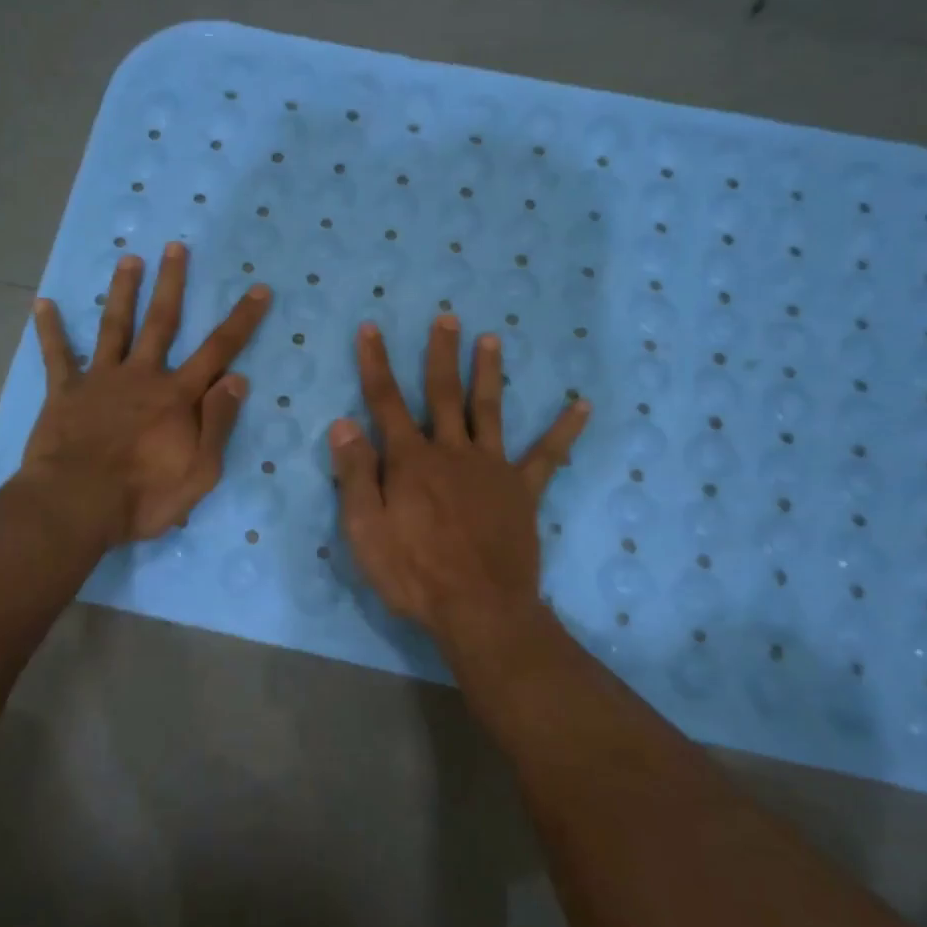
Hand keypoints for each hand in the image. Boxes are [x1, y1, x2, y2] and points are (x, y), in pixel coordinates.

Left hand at [22, 243, 271, 544]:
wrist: (76, 505)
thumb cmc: (143, 496)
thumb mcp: (200, 471)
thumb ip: (218, 423)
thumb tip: (237, 378)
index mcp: (177, 396)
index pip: (218, 350)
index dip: (241, 319)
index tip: (258, 288)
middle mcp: (141, 376)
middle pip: (161, 322)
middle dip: (171, 283)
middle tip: (175, 247)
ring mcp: (100, 380)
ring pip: (114, 326)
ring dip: (122, 292)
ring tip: (128, 259)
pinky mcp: (64, 393)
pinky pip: (57, 356)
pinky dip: (50, 330)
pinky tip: (42, 304)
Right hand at [328, 316, 589, 660]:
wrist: (479, 609)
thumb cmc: (414, 574)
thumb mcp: (365, 530)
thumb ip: (356, 475)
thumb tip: (343, 423)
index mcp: (411, 461)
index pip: (386, 402)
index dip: (376, 364)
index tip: (372, 328)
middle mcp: (452, 452)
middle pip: (444, 394)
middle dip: (442, 354)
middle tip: (448, 318)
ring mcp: (492, 468)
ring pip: (489, 410)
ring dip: (489, 372)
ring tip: (493, 339)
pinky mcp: (522, 491)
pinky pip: (547, 455)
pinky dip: (564, 429)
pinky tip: (582, 405)